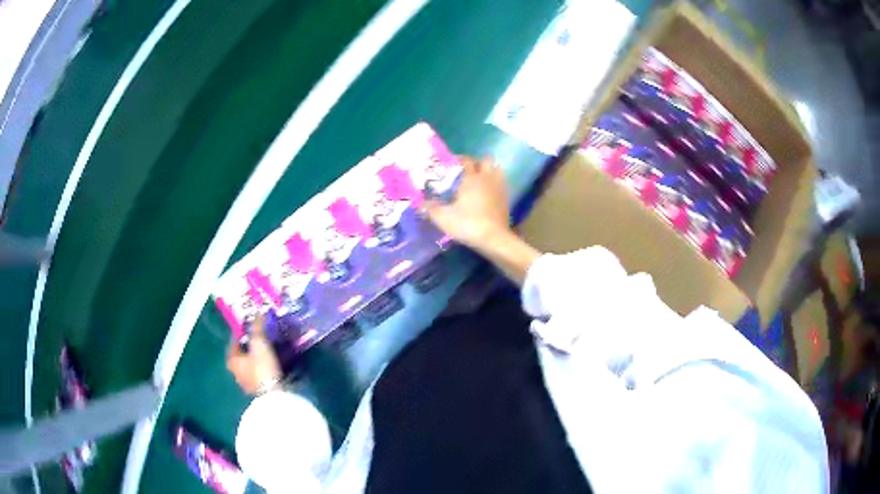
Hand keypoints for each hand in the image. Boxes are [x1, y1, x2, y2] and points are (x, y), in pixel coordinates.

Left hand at [226, 314, 281, 394]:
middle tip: (261, 335)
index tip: (252, 324)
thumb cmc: (261, 366)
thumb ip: (258, 327)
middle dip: (250, 344)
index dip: (243, 331)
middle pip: (241, 353)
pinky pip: (258, 372)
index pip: (234, 340)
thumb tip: (258, 311)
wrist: (273, 394)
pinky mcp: (257, 389)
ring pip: (249, 363)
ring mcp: (245, 382)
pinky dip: (262, 366)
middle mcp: (235, 371)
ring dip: (256, 356)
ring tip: (268, 348)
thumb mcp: (259, 343)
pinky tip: (270, 362)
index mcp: (231, 359)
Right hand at [426, 156, 511, 251]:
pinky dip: (495, 184)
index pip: (466, 160)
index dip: (459, 159)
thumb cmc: (467, 224)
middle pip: (486, 160)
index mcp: (471, 178)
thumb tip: (420, 203)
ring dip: (489, 171)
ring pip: (497, 169)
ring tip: (480, 180)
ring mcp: (499, 187)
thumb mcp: (443, 218)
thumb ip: (430, 208)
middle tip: (467, 171)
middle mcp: (487, 178)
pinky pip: (502, 183)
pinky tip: (488, 193)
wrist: (493, 239)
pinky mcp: (507, 199)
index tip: (451, 164)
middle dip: (477, 162)